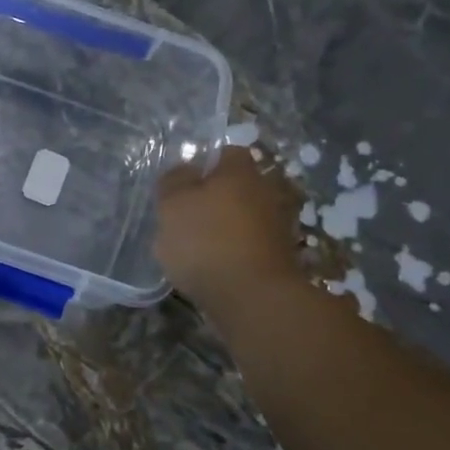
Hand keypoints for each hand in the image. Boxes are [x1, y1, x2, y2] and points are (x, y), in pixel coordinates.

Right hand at [155, 147, 302, 308]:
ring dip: (222, 226)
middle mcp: (265, 190)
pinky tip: (212, 266)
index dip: (203, 164)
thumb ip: (173, 182)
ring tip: (193, 246)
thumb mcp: (172, 205)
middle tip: (183, 216)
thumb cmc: (206, 240)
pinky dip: (231, 250)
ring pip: (242, 215)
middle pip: (235, 186)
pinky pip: (247, 243)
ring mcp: (276, 224)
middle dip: (212, 197)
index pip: (226, 153)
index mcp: (240, 171)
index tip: (181, 184)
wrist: (251, 296)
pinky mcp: (277, 255)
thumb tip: (184, 170)